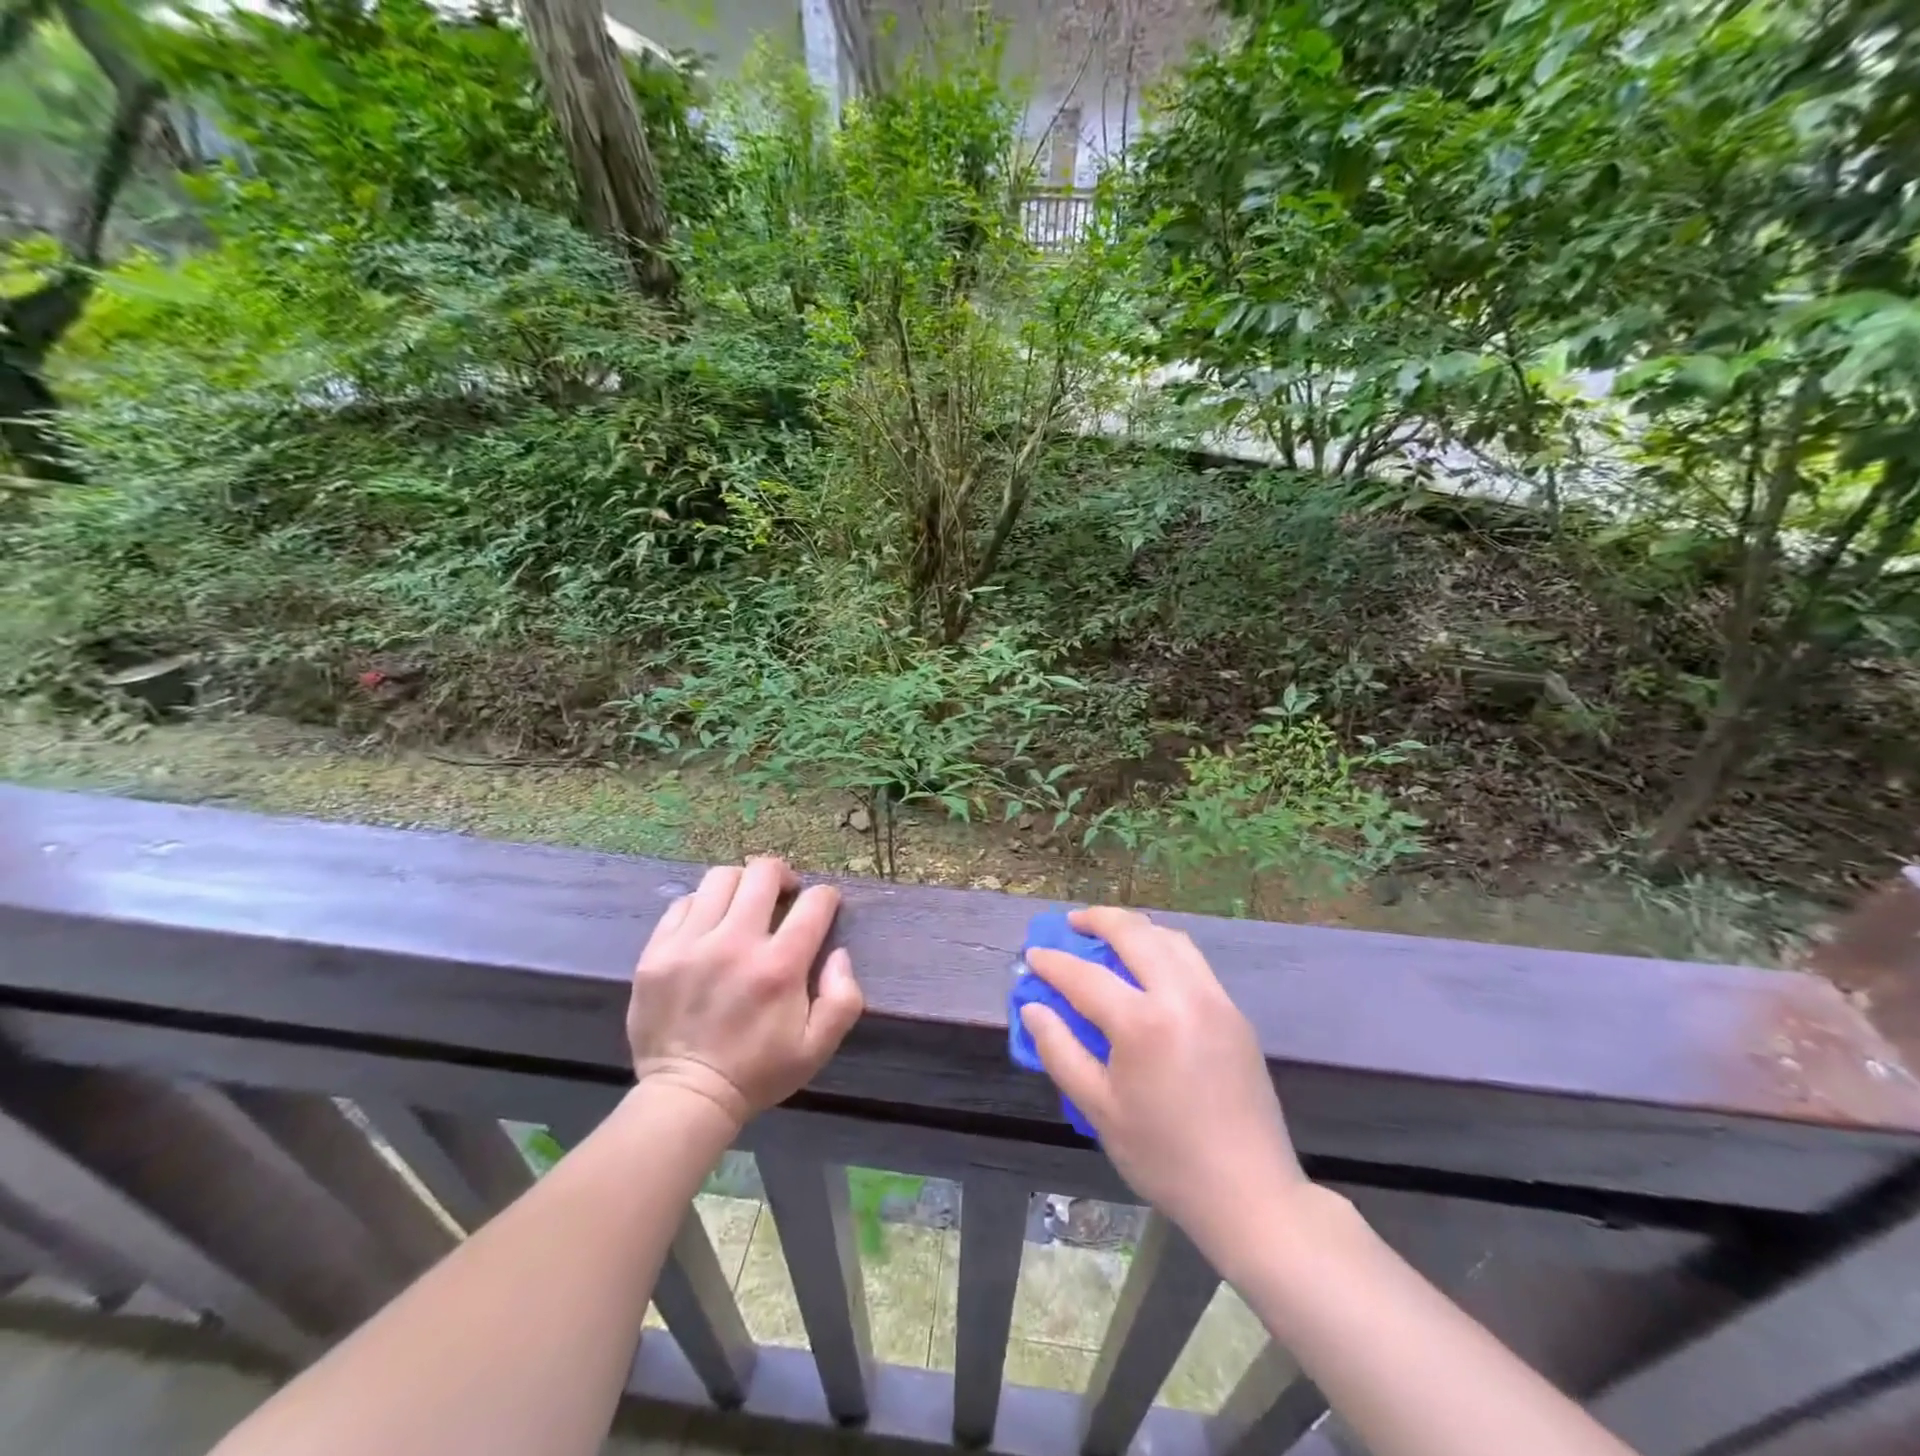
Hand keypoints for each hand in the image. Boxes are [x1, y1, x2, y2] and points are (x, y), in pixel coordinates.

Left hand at [627, 858, 863, 1127]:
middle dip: (783, 876)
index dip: (826, 897)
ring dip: (741, 884)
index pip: (814, 902)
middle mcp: (735, 943)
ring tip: (744, 905)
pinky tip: (709, 926)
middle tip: (784, 895)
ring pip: (721, 878)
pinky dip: (703, 906)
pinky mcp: (657, 952)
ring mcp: (690, 944)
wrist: (686, 1097)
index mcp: (779, 967)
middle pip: (763, 873)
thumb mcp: (818, 1047)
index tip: (823, 907)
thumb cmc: (758, 1072)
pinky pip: (683, 903)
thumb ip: (844, 997)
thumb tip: (838, 953)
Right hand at [1023, 907, 1307, 1262]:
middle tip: (1071, 923)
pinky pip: (1193, 960)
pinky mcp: (1234, 1012)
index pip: (1085, 976)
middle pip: (1134, 933)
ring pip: (1170, 938)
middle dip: (1097, 919)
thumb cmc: (1165, 1157)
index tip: (1032, 955)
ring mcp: (1214, 999)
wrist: (1250, 1194)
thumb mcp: (1099, 1110)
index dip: (1053, 963)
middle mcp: (1181, 996)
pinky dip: (1163, 947)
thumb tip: (1033, 1007)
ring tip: (1109, 934)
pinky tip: (1149, 965)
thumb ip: (1060, 1051)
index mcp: (1143, 1023)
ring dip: (1135, 928)